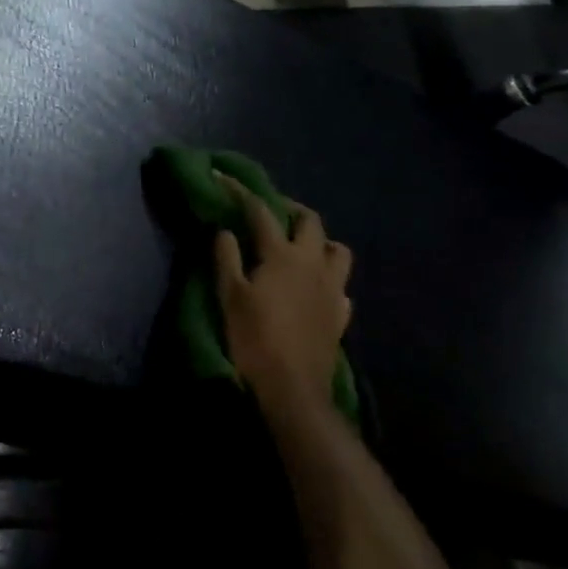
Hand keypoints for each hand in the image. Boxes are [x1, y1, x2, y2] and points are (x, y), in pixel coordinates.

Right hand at [214, 176, 352, 414]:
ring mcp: (332, 289)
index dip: (242, 192)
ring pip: (337, 250)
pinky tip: (315, 289)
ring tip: (301, 248)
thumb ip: (227, 258)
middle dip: (291, 209)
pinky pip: (341, 286)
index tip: (225, 178)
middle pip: (310, 221)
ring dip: (320, 242)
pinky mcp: (340, 314)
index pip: (261, 211)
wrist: (293, 389)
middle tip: (272, 212)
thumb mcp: (229, 297)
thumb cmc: (254, 339)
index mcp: (282, 255)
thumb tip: (226, 231)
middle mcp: (313, 263)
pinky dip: (329, 279)